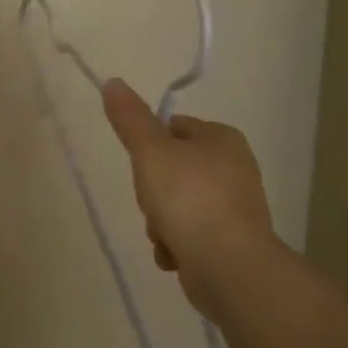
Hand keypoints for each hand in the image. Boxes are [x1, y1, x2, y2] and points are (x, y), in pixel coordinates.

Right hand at [101, 79, 281, 317]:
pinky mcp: (231, 241)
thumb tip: (113, 82)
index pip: (175, 127)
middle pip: (172, 170)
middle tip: (152, 204)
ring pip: (177, 205)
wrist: (228, 265)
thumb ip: (130, 118)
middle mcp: (234, 168)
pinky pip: (190, 235)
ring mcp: (234, 207)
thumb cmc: (188, 198)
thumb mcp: (151, 151)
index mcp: (222, 138)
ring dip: (161, 223)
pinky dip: (176, 245)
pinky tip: (174, 256)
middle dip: (153, 193)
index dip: (150, 145)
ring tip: (164, 236)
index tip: (142, 166)